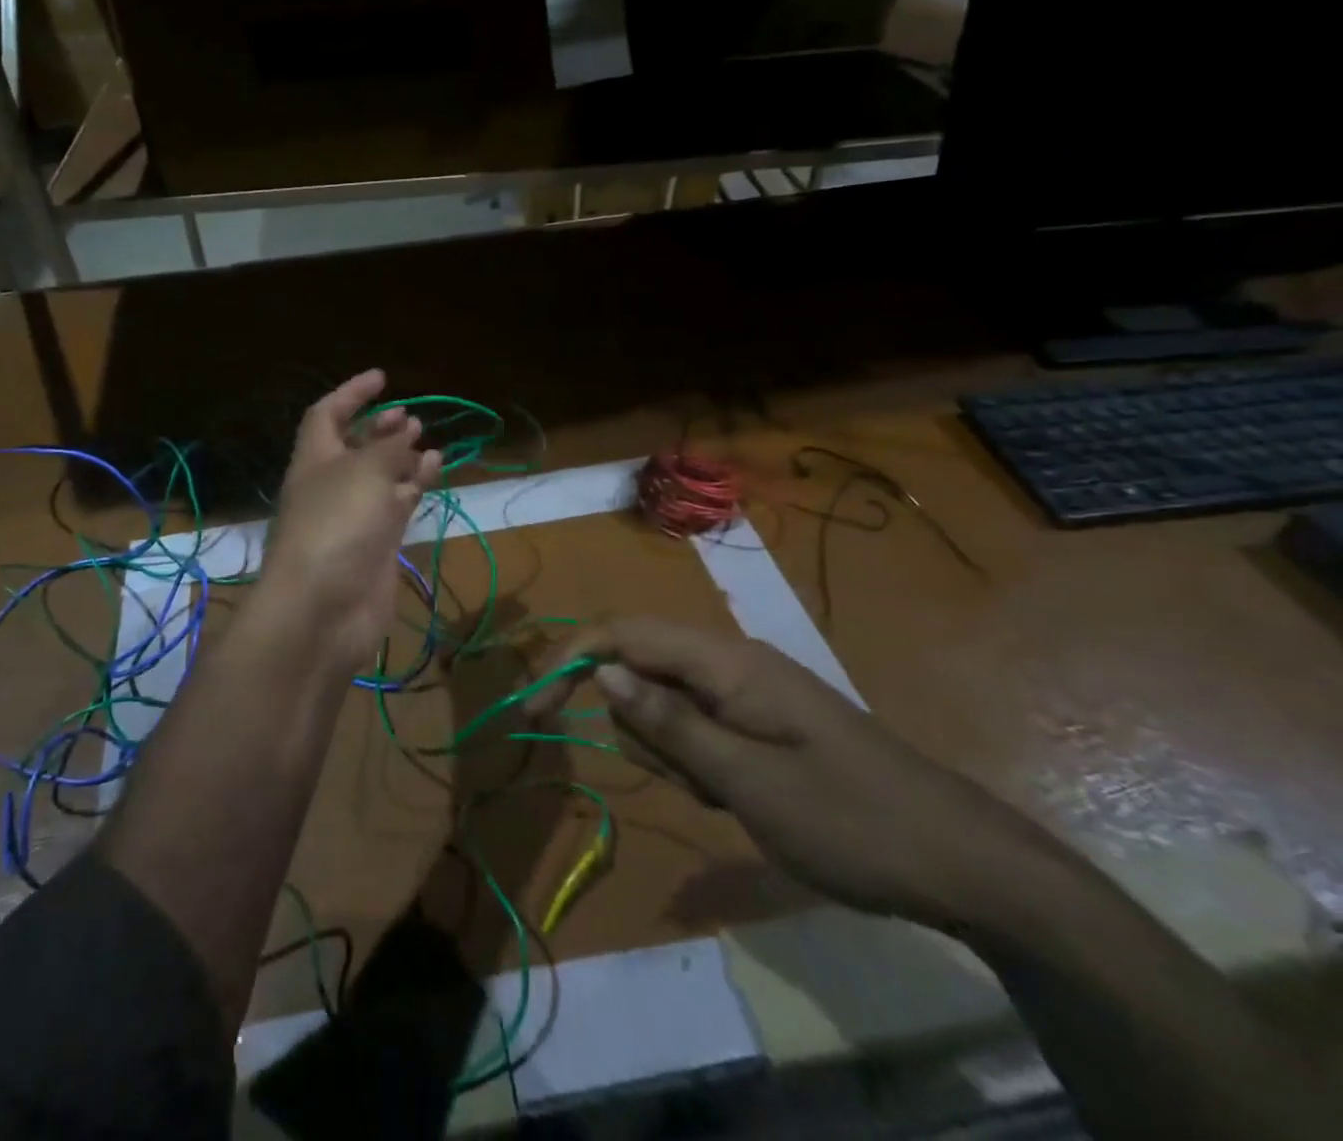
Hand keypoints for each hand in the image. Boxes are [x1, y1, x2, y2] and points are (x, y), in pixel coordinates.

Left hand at [259, 370, 442, 671]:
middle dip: (378, 427)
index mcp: (314, 458)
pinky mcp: (375, 544)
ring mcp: (353, 516)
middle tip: (408, 416)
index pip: (327, 414)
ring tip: (426, 439)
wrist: (325, 608)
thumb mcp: (365, 472)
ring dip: (400, 456)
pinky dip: (414, 484)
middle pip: (353, 446)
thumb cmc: (337, 524)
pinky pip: (396, 504)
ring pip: (379, 476)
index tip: (382, 378)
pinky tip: (434, 469)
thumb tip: (407, 430)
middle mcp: (331, 484)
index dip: (352, 393)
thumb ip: (389, 447)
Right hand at [530, 619, 1067, 933]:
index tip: (533, 710)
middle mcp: (730, 661)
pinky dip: (698, 764)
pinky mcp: (759, 721)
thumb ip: (666, 722)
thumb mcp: (744, 781)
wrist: (964, 864)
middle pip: (640, 668)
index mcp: (725, 660)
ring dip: (671, 751)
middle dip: (638, 726)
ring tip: (722, 796)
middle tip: (687, 784)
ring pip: (666, 704)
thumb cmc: (849, 821)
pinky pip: (698, 729)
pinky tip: (738, 798)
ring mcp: (747, 691)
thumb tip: (599, 671)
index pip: (623, 633)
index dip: (569, 659)